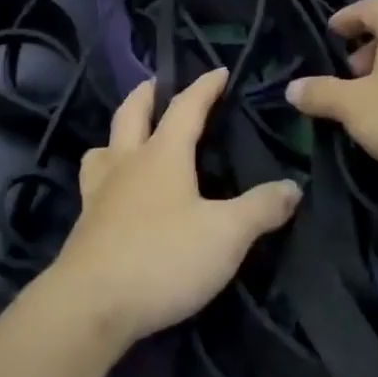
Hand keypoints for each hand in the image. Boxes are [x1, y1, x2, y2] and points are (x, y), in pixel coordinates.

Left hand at [51, 70, 300, 345]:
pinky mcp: (86, 224)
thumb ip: (260, 209)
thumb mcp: (226, 235)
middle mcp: (126, 164)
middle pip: (130, 114)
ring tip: (127, 138)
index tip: (218, 71)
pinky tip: (115, 194)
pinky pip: (94, 183)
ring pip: (102, 148)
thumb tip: (291, 187)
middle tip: (155, 83)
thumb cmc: (163, 257)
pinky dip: (105, 174)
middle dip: (145, 94)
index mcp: (162, 155)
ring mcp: (99, 193)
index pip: (185, 108)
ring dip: (116, 134)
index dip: (204, 87)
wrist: (92, 304)